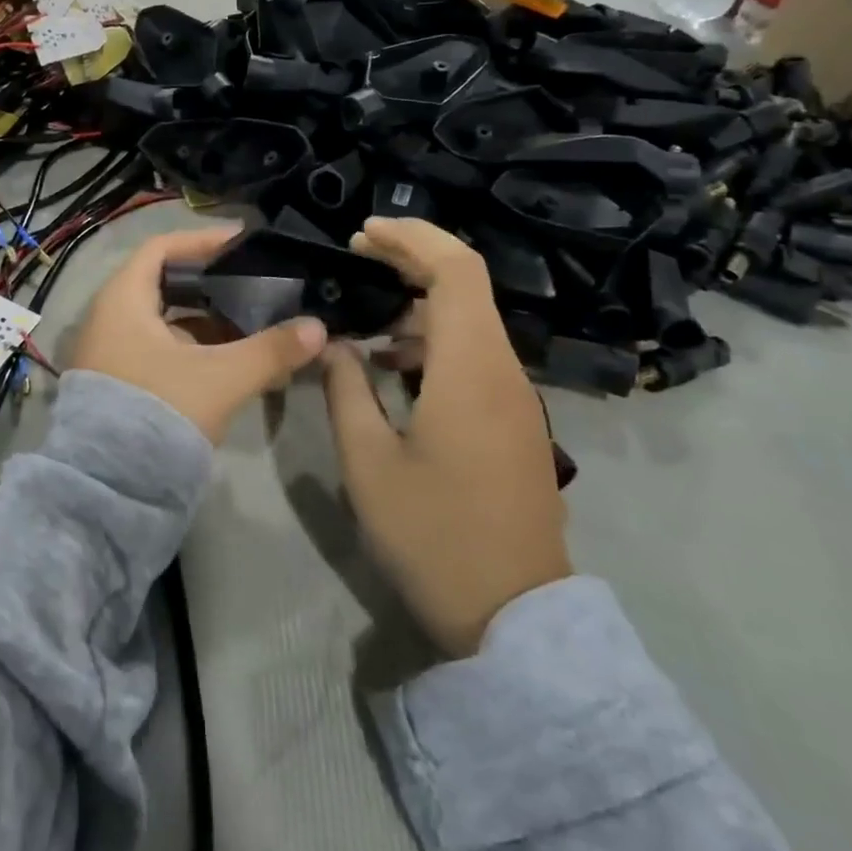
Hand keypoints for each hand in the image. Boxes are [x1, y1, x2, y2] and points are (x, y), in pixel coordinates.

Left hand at [72, 226, 325, 443]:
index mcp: (123, 300)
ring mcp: (113, 352)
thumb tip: (319, 328)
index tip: (242, 244)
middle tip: (256, 284)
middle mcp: (110, 318)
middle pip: (166, 284)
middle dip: (213, 285)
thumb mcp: (220, 377)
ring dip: (209, 322)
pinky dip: (195, 348)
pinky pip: (162, 349)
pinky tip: (233, 361)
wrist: (109, 485)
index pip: (161, 249)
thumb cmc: (160, 411)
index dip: (202, 241)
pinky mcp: (122, 381)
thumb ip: (271, 350)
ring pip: (167, 321)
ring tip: (255, 323)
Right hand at [320, 218, 569, 655]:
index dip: (412, 237)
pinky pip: (475, 356)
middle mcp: (502, 371)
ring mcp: (515, 398)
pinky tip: (393, 367)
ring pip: (470, 322)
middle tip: (356, 257)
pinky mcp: (513, 423)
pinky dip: (433, 341)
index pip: (456, 269)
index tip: (362, 234)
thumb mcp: (368, 461)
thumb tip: (337, 346)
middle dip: (411, 259)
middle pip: (466, 285)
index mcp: (470, 369)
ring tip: (363, 318)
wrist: (513, 616)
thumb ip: (346, 389)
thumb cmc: (432, 534)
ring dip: (419, 304)